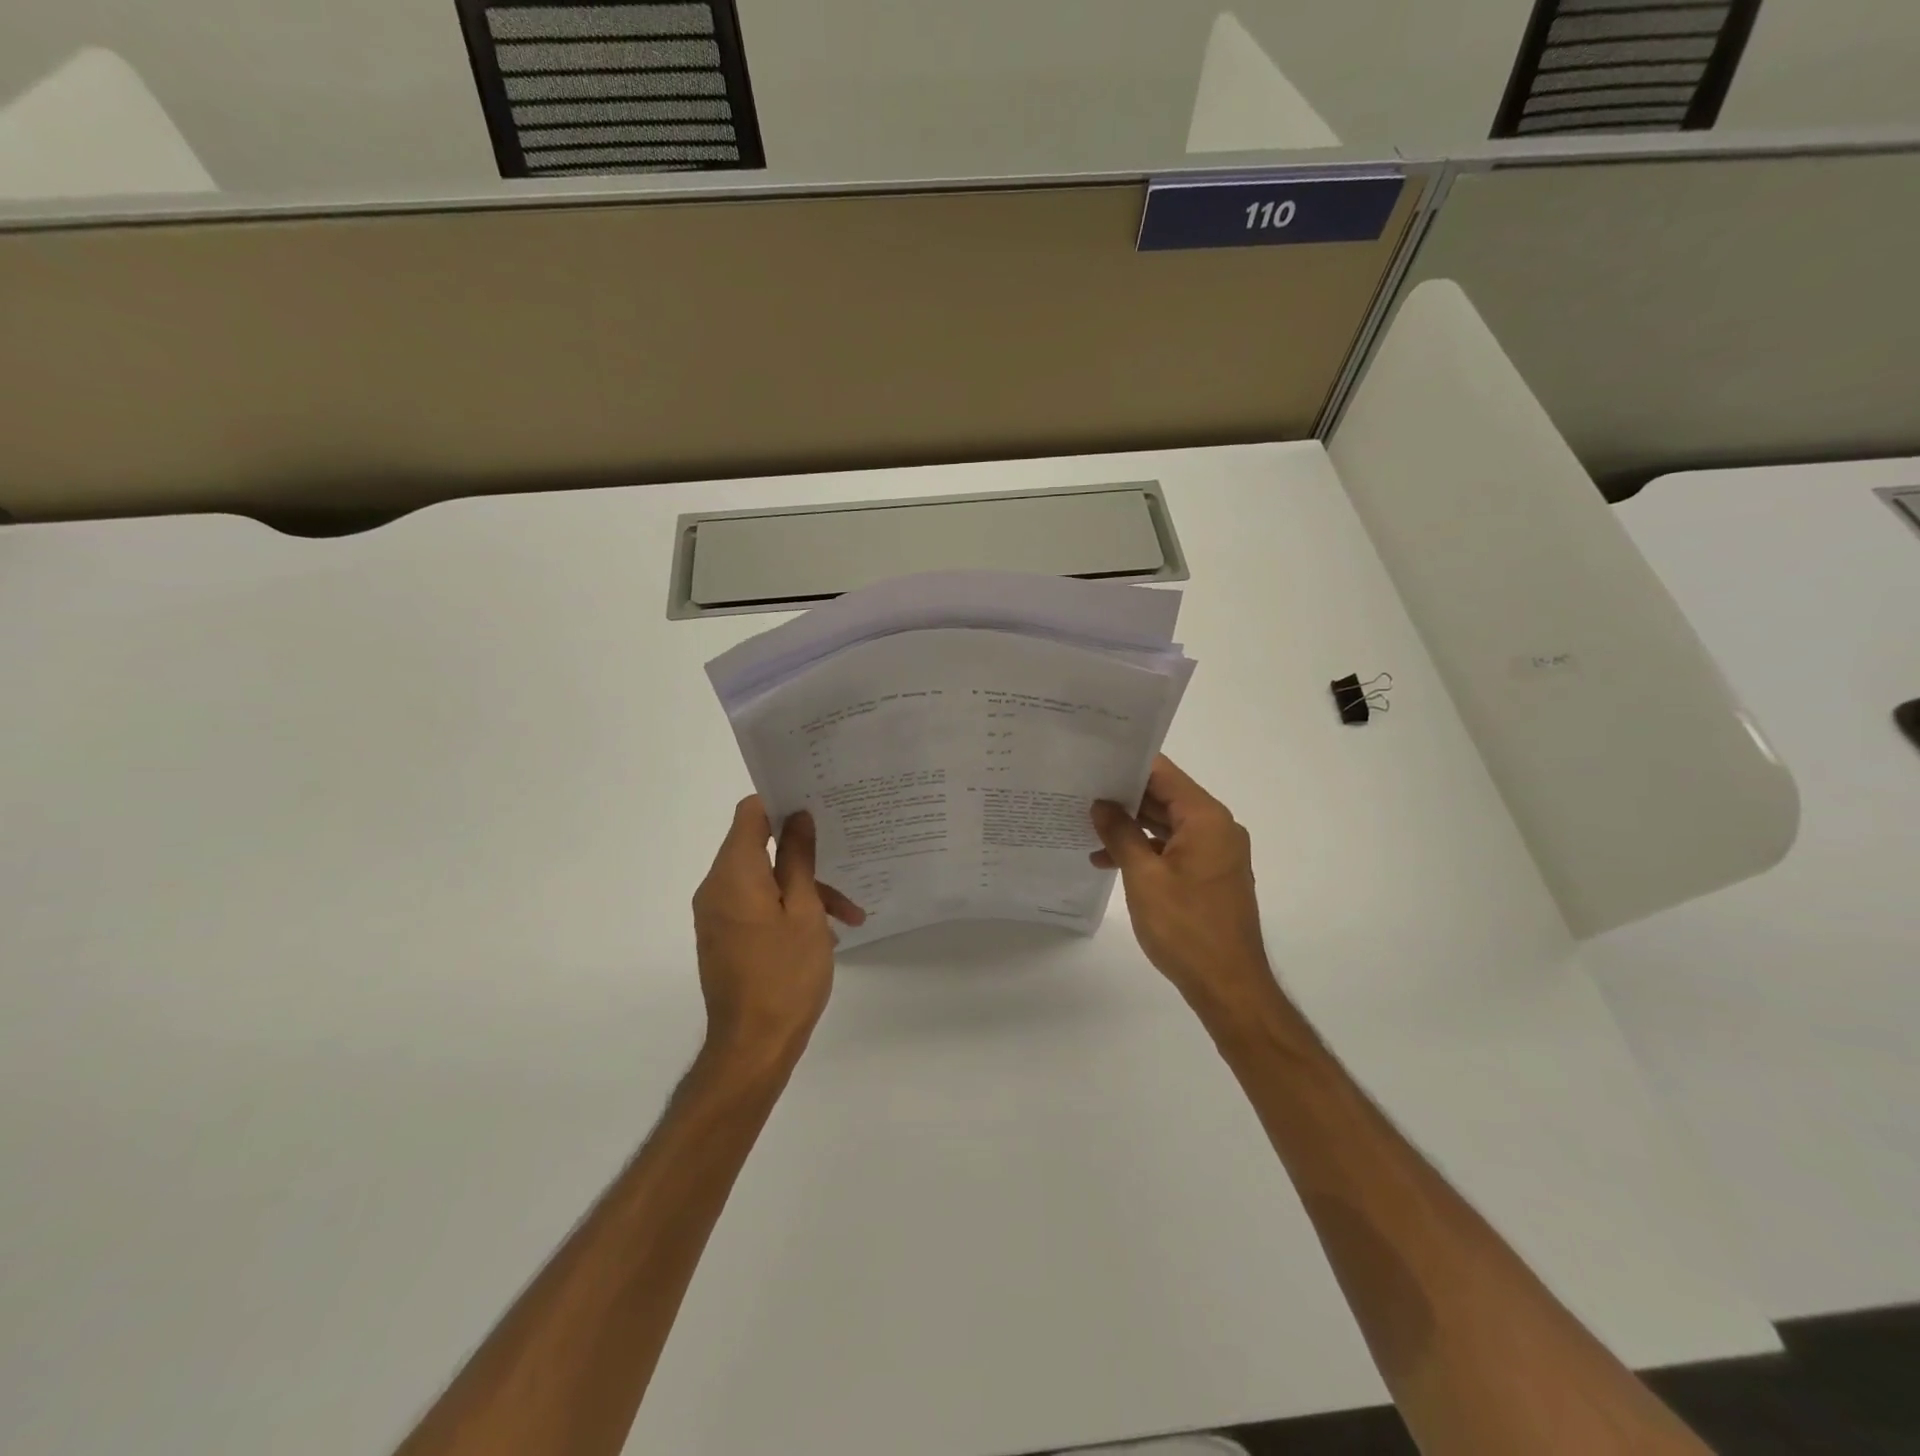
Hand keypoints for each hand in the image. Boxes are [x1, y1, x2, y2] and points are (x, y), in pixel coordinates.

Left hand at [693, 797, 865, 1068]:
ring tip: (850, 914)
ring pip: (763, 880)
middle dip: (803, 853)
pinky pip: (756, 905)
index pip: (749, 813)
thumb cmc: (785, 974)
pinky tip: (827, 932)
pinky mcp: (725, 937)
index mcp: (733, 874)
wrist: (752, 1047)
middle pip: (758, 847)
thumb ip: (798, 859)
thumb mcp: (805, 911)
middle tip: (844, 854)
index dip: (782, 803)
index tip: (817, 806)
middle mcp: (716, 887)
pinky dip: (787, 908)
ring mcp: (718, 914)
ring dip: (804, 888)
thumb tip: (797, 817)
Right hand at [1091, 756, 1281, 1027]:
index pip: (1164, 774)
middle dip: (1124, 797)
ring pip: (1166, 824)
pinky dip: (1145, 850)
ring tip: (1086, 827)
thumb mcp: (1143, 877)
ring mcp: (1216, 853)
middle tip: (1080, 791)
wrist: (1228, 986)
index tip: (1093, 762)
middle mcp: (1217, 828)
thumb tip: (1100, 804)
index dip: (1128, 766)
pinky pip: (1173, 848)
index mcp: (1206, 819)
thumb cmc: (1186, 928)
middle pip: (1165, 797)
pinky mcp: (1210, 875)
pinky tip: (1109, 860)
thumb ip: (1120, 834)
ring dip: (1130, 827)